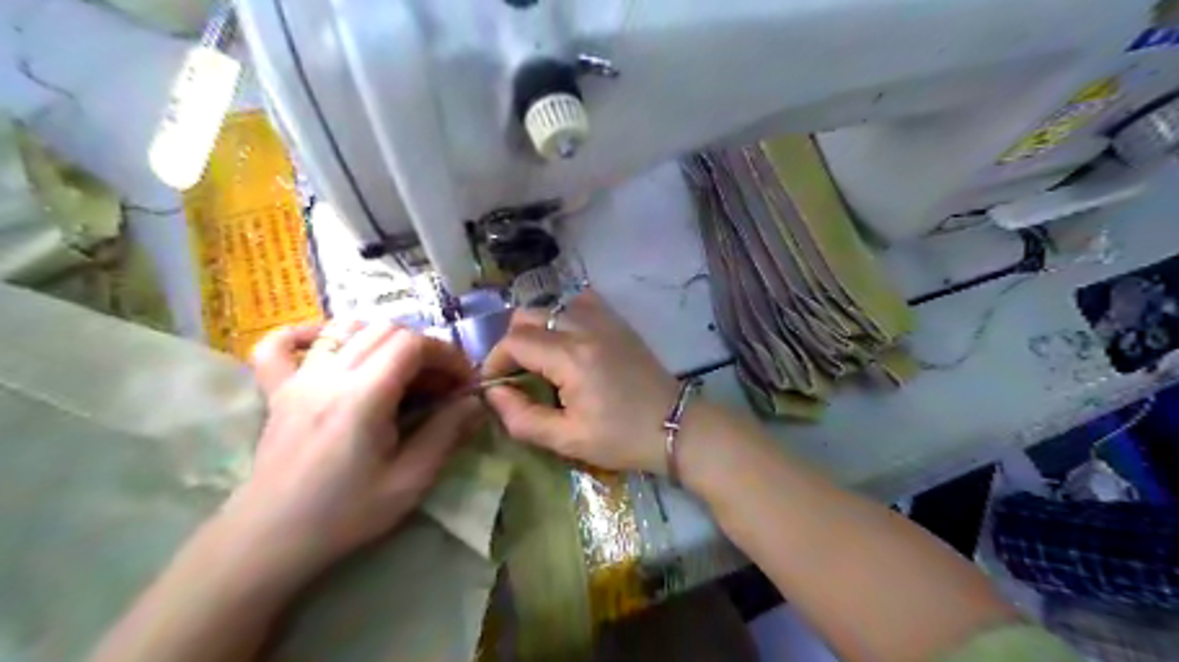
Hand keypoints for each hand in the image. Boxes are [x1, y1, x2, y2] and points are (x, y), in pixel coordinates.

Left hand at [224, 318, 484, 574]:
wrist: (272, 540)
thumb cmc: (346, 514)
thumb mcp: (410, 480)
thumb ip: (447, 434)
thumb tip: (475, 403)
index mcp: (363, 395)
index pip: (413, 344)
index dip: (447, 355)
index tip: (464, 382)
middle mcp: (329, 374)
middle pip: (386, 330)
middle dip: (424, 347)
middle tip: (440, 383)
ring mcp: (299, 378)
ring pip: (346, 328)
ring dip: (383, 337)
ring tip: (401, 368)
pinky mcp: (278, 390)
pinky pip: (281, 344)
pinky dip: (308, 332)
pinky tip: (328, 343)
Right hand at [481, 291, 683, 472]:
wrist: (675, 426)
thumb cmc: (621, 438)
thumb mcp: (567, 440)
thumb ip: (522, 417)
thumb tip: (493, 392)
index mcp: (571, 357)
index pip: (514, 342)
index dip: (494, 361)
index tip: (494, 385)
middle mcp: (584, 328)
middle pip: (527, 315)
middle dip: (511, 343)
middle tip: (516, 374)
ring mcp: (604, 319)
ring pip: (551, 306)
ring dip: (536, 329)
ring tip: (541, 360)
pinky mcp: (617, 322)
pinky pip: (580, 302)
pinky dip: (564, 315)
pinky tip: (568, 341)